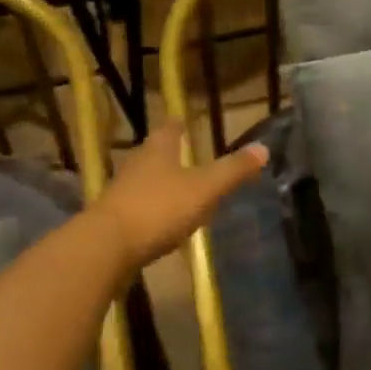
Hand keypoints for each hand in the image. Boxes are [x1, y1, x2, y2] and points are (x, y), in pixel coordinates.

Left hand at [93, 123, 267, 268]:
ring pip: (145, 180)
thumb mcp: (205, 189)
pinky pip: (138, 207)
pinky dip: (152, 209)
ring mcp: (121, 191)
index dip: (180, 125)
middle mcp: (136, 163)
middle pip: (155, 153)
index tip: (186, 122)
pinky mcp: (114, 219)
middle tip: (188, 156)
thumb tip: (263, 147)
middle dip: (170, 154)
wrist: (107, 247)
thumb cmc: (159, 208)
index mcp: (158, 149)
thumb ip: (233, 170)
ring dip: (161, 183)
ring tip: (179, 190)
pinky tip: (162, 222)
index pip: (170, 128)